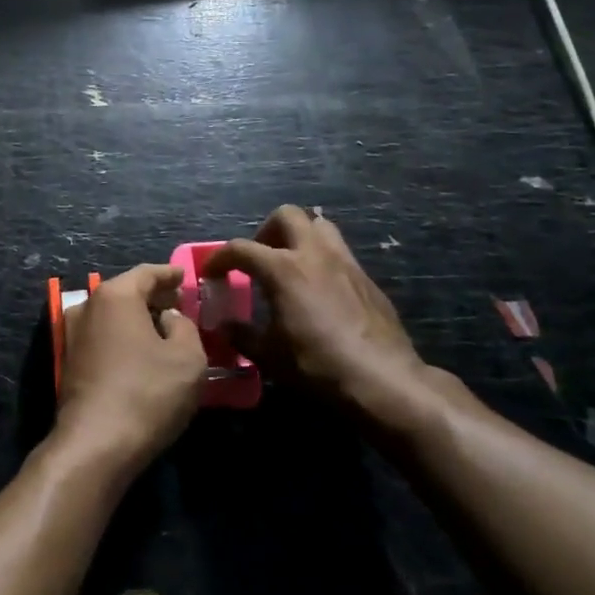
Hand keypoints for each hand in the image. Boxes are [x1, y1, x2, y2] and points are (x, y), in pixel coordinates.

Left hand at [55, 264, 206, 478]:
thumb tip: (169, 318)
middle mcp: (88, 306)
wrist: (96, 443)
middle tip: (178, 303)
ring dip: (137, 318)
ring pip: (112, 315)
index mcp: (115, 296)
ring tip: (163, 328)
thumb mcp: (188, 358)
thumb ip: (185, 326)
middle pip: (126, 291)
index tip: (184, 276)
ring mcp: (72, 333)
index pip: (147, 273)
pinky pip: (103, 336)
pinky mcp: (69, 361)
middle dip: (153, 296)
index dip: (169, 274)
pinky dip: (123, 336)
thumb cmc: (147, 393)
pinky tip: (141, 352)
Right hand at [207, 206, 441, 437]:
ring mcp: (344, 262)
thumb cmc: (317, 364)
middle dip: (266, 231)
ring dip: (299, 236)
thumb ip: (242, 335)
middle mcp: (313, 254)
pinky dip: (322, 259)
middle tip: (260, 257)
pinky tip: (320, 290)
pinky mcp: (366, 278)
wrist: (383, 378)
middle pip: (286, 216)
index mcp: (283, 269)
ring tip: (291, 264)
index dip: (220, 258)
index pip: (240, 249)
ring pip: (319, 225)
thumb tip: (224, 326)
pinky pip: (339, 252)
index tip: (212, 273)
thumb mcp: (269, 355)